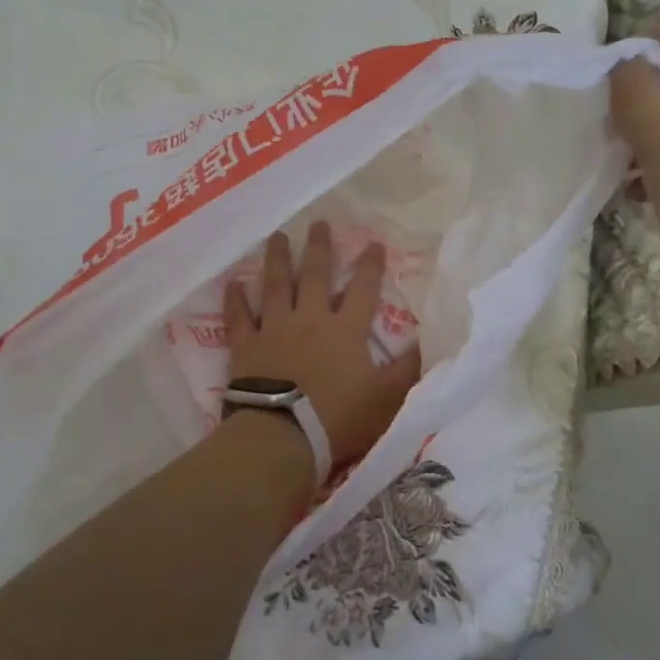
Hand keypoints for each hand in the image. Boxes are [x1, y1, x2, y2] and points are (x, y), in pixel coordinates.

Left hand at [226, 223, 422, 470]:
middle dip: (319, 248)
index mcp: (345, 329)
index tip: (373, 243)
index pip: (362, 289)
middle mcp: (310, 319)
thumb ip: (407, 370)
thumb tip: (427, 342)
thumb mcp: (386, 398)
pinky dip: (235, 300)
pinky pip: (239, 318)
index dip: (370, 265)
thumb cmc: (338, 417)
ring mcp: (274, 330)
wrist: (282, 436)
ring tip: (277, 236)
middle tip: (318, 223)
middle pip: (315, 276)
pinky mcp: (246, 347)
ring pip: (276, 286)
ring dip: (278, 260)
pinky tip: (232, 283)